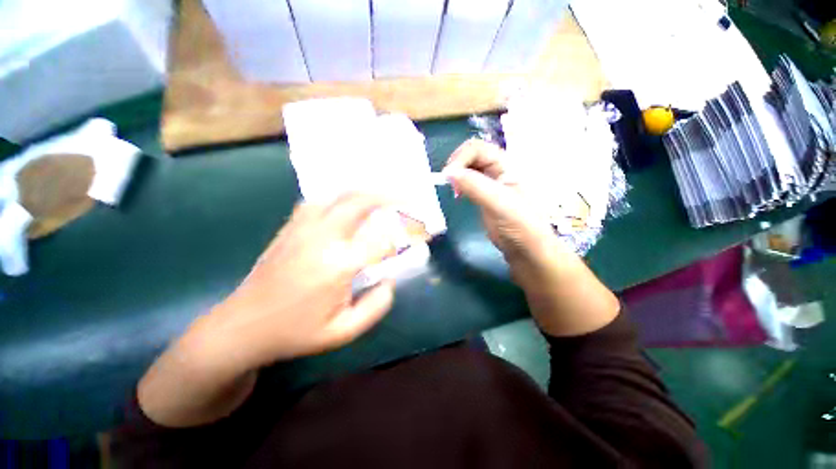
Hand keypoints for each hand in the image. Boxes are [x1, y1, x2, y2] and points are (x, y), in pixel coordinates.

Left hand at [195, 193, 396, 370]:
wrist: (243, 327)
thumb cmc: (295, 332)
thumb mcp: (343, 332)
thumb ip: (375, 306)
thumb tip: (390, 280)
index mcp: (338, 266)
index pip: (382, 239)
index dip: (406, 233)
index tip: (420, 230)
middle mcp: (322, 239)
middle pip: (359, 203)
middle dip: (386, 196)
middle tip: (403, 198)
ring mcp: (302, 229)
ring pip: (337, 196)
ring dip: (363, 193)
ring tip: (380, 197)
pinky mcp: (290, 228)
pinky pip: (318, 202)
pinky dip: (338, 199)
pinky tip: (345, 206)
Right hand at [443, 138, 559, 269]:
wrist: (527, 249)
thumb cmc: (520, 226)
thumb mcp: (499, 203)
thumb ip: (475, 186)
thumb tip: (449, 173)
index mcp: (507, 165)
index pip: (478, 149)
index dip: (460, 158)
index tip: (448, 177)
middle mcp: (499, 169)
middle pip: (471, 155)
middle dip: (457, 165)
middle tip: (449, 184)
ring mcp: (491, 183)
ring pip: (468, 168)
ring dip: (457, 175)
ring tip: (454, 191)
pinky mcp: (485, 195)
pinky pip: (468, 182)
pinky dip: (459, 184)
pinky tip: (458, 195)